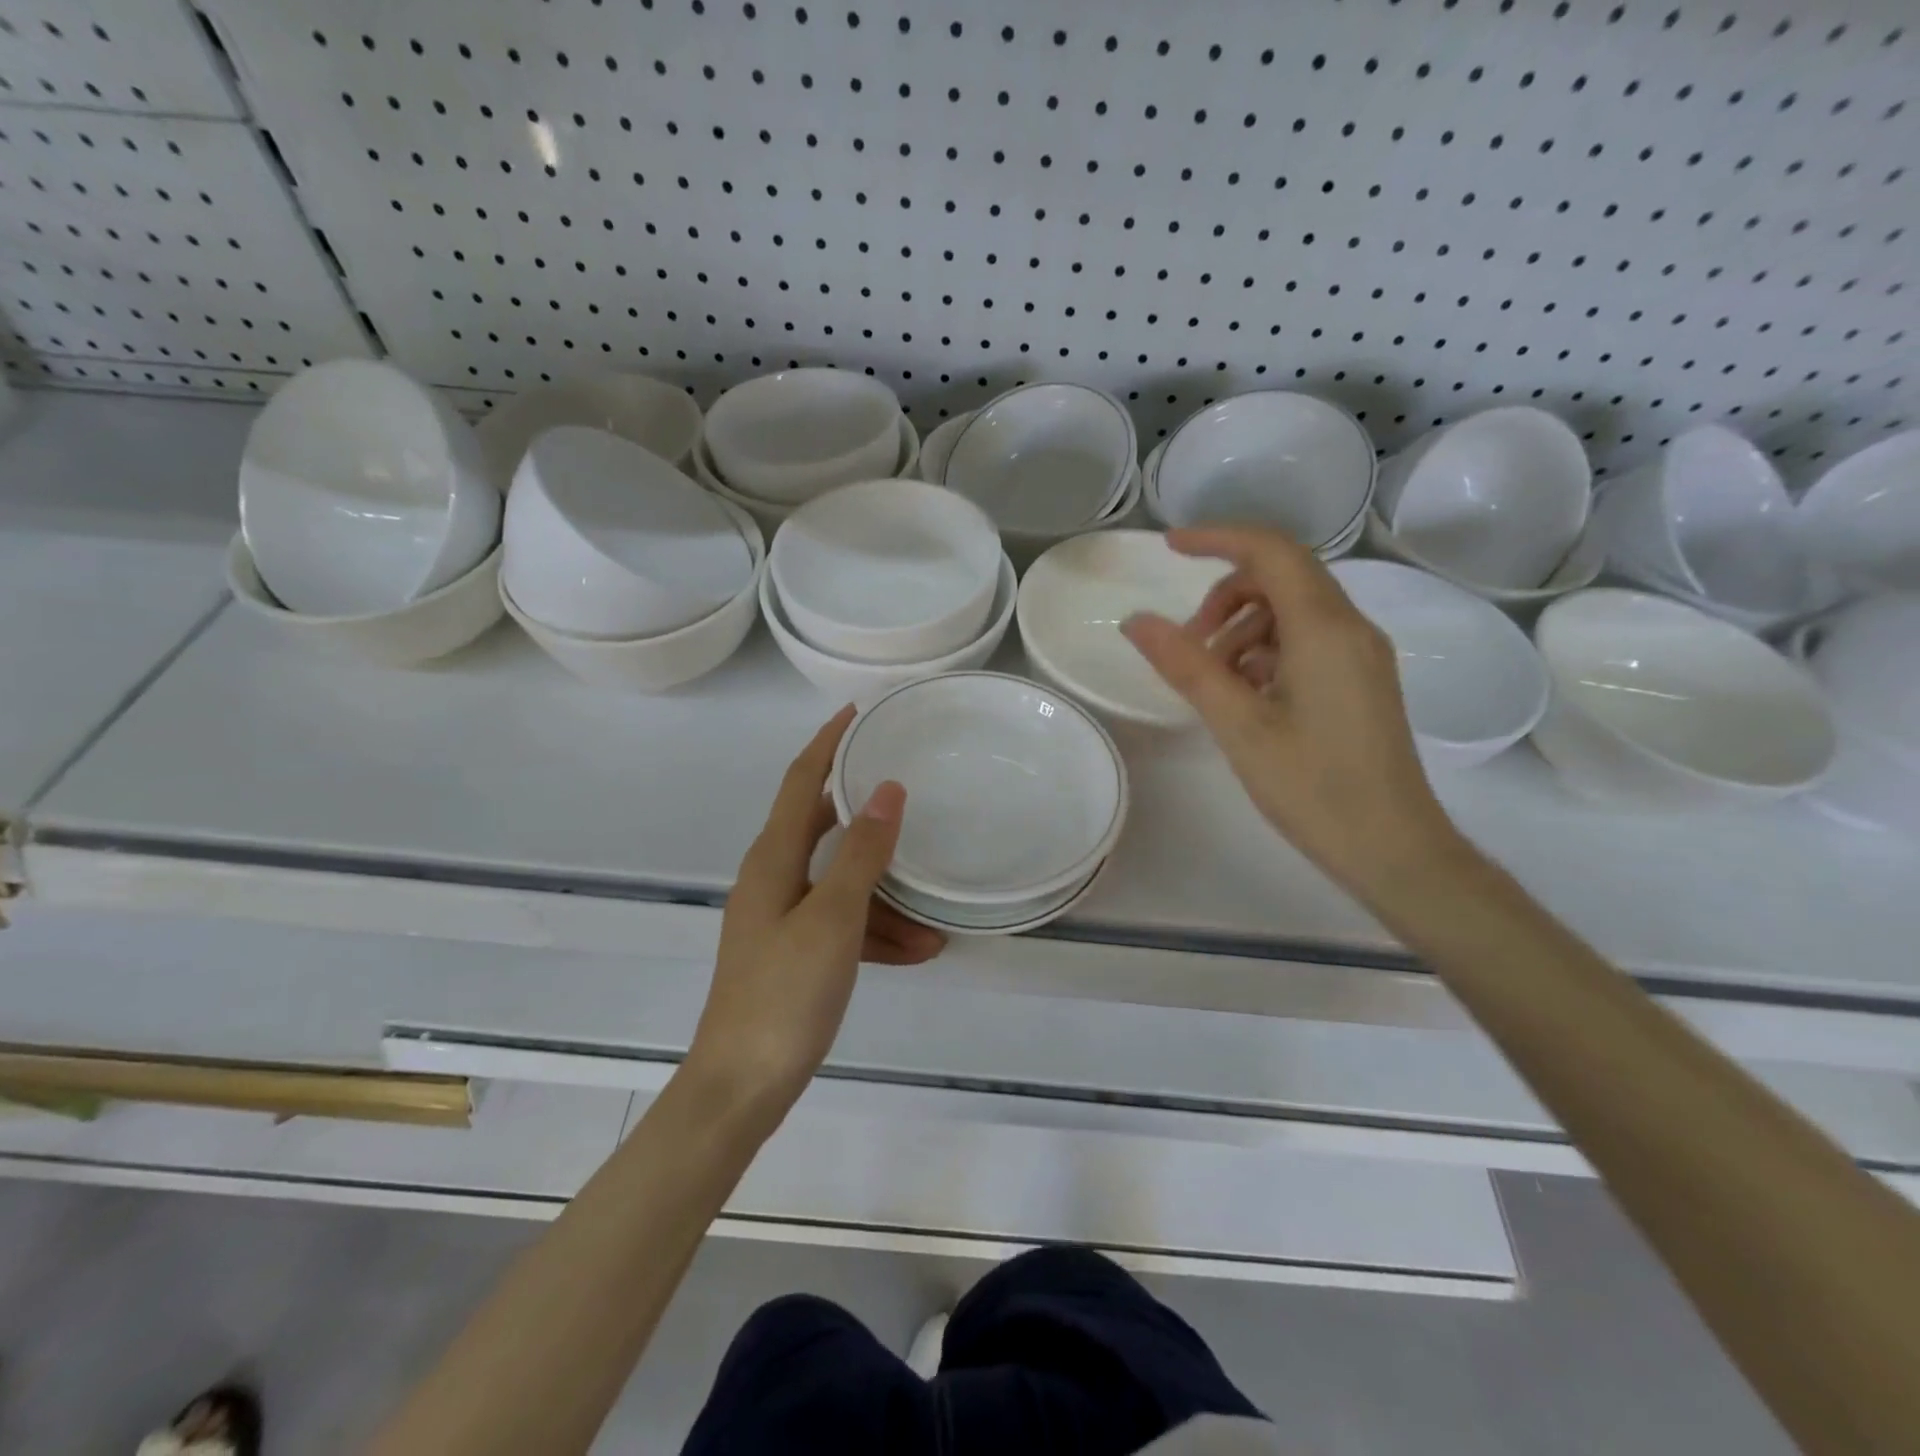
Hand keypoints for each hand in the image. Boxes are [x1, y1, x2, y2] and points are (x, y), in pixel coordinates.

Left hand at [687, 707, 943, 1118]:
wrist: (741, 1088)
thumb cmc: (784, 995)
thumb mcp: (833, 919)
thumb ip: (861, 854)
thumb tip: (887, 790)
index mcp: (772, 860)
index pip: (800, 781)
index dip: (827, 743)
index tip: (857, 712)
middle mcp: (772, 880)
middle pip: (824, 829)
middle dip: (868, 819)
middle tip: (911, 799)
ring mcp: (781, 920)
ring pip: (842, 886)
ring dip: (885, 897)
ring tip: (934, 918)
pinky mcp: (793, 955)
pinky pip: (842, 926)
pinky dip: (876, 934)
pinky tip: (918, 952)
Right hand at [1122, 526, 1459, 899]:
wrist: (1393, 848)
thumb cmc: (1313, 787)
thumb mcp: (1238, 724)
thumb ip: (1186, 666)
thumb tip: (1136, 621)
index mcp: (1325, 629)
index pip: (1271, 551)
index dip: (1218, 538)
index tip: (1168, 547)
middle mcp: (1351, 628)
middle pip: (1282, 576)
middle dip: (1225, 595)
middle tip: (1188, 643)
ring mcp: (1361, 654)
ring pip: (1293, 610)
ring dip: (1243, 627)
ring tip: (1211, 679)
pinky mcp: (1361, 680)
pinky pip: (1307, 640)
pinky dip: (1266, 650)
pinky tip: (1244, 695)